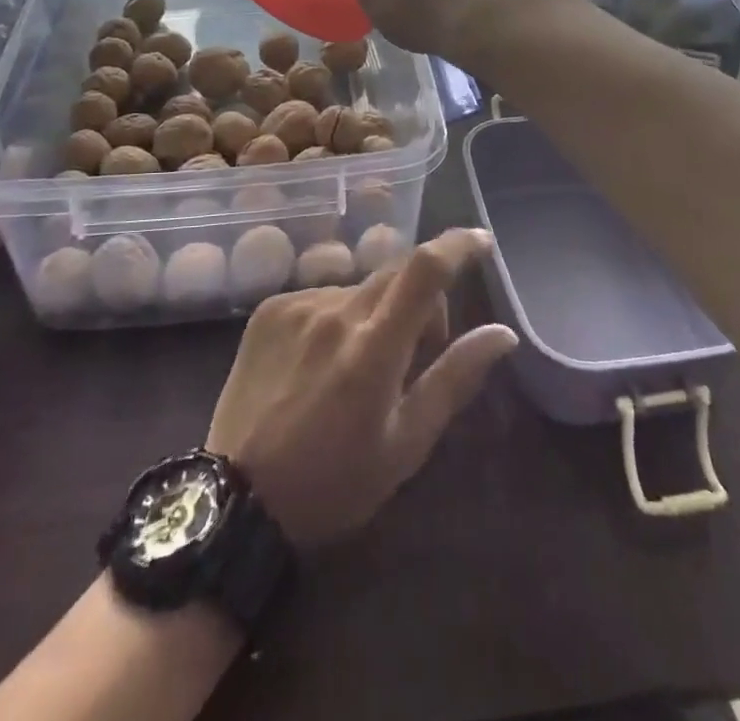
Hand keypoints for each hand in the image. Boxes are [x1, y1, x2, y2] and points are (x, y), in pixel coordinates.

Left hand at [206, 227, 516, 549]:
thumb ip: (454, 379)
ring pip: (359, 288)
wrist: (235, 500)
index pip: (425, 270)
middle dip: (421, 297)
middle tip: (419, 347)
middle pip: (395, 272)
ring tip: (360, 367)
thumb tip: (503, 334)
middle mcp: (334, 311)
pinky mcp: (269, 310)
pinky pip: (321, 296)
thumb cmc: (334, 483)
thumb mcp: (405, 444)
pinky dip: (337, 318)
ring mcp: (296, 306)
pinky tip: (321, 363)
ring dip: (376, 312)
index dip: (457, 245)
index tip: (481, 239)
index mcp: (373, 348)